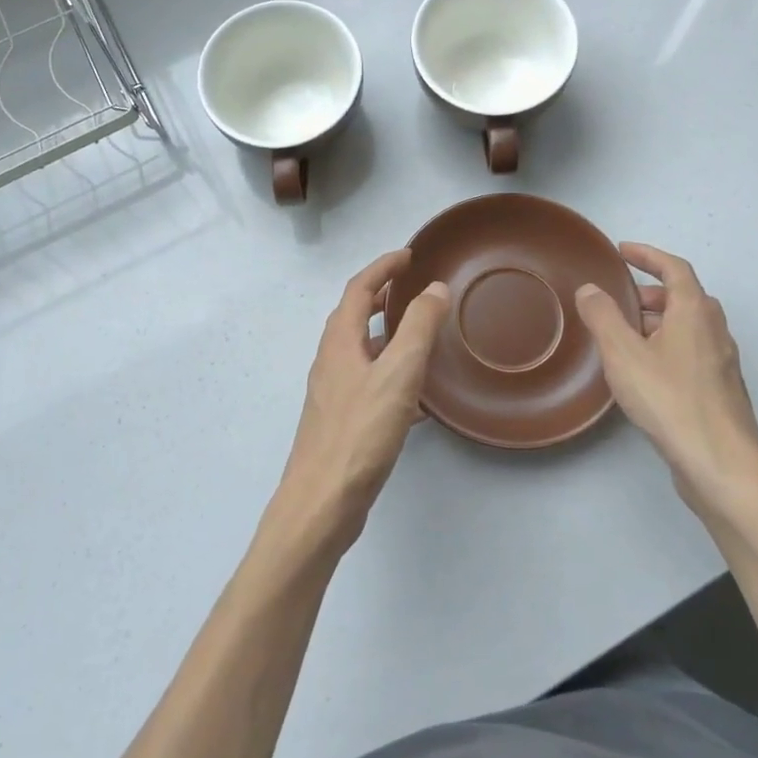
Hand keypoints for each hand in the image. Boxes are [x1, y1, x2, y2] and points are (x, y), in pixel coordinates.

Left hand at [273, 250, 450, 549]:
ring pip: (363, 351)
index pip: (358, 289)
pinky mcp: (342, 421)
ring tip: (421, 336)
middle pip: (355, 316)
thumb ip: (418, 327)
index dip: (383, 267)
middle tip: (415, 289)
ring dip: (388, 336)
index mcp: (339, 341)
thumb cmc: (360, 432)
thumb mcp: (398, 373)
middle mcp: (331, 361)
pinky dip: (393, 374)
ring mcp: (334, 393)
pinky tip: (418, 399)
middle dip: (383, 297)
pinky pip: (371, 383)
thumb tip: (435, 288)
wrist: (322, 502)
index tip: (409, 255)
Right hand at [575, 243, 757, 516]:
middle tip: (620, 300)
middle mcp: (715, 331)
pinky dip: (667, 347)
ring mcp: (722, 363)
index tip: (622, 251)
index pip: (674, 268)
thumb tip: (590, 289)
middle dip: (651, 292)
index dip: (647, 255)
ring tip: (625, 336)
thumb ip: (603, 316)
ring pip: (689, 328)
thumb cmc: (670, 400)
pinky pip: (692, 353)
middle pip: (684, 297)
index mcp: (695, 312)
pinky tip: (646, 373)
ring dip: (659, 322)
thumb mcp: (623, 353)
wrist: (721, 464)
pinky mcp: (721, 392)